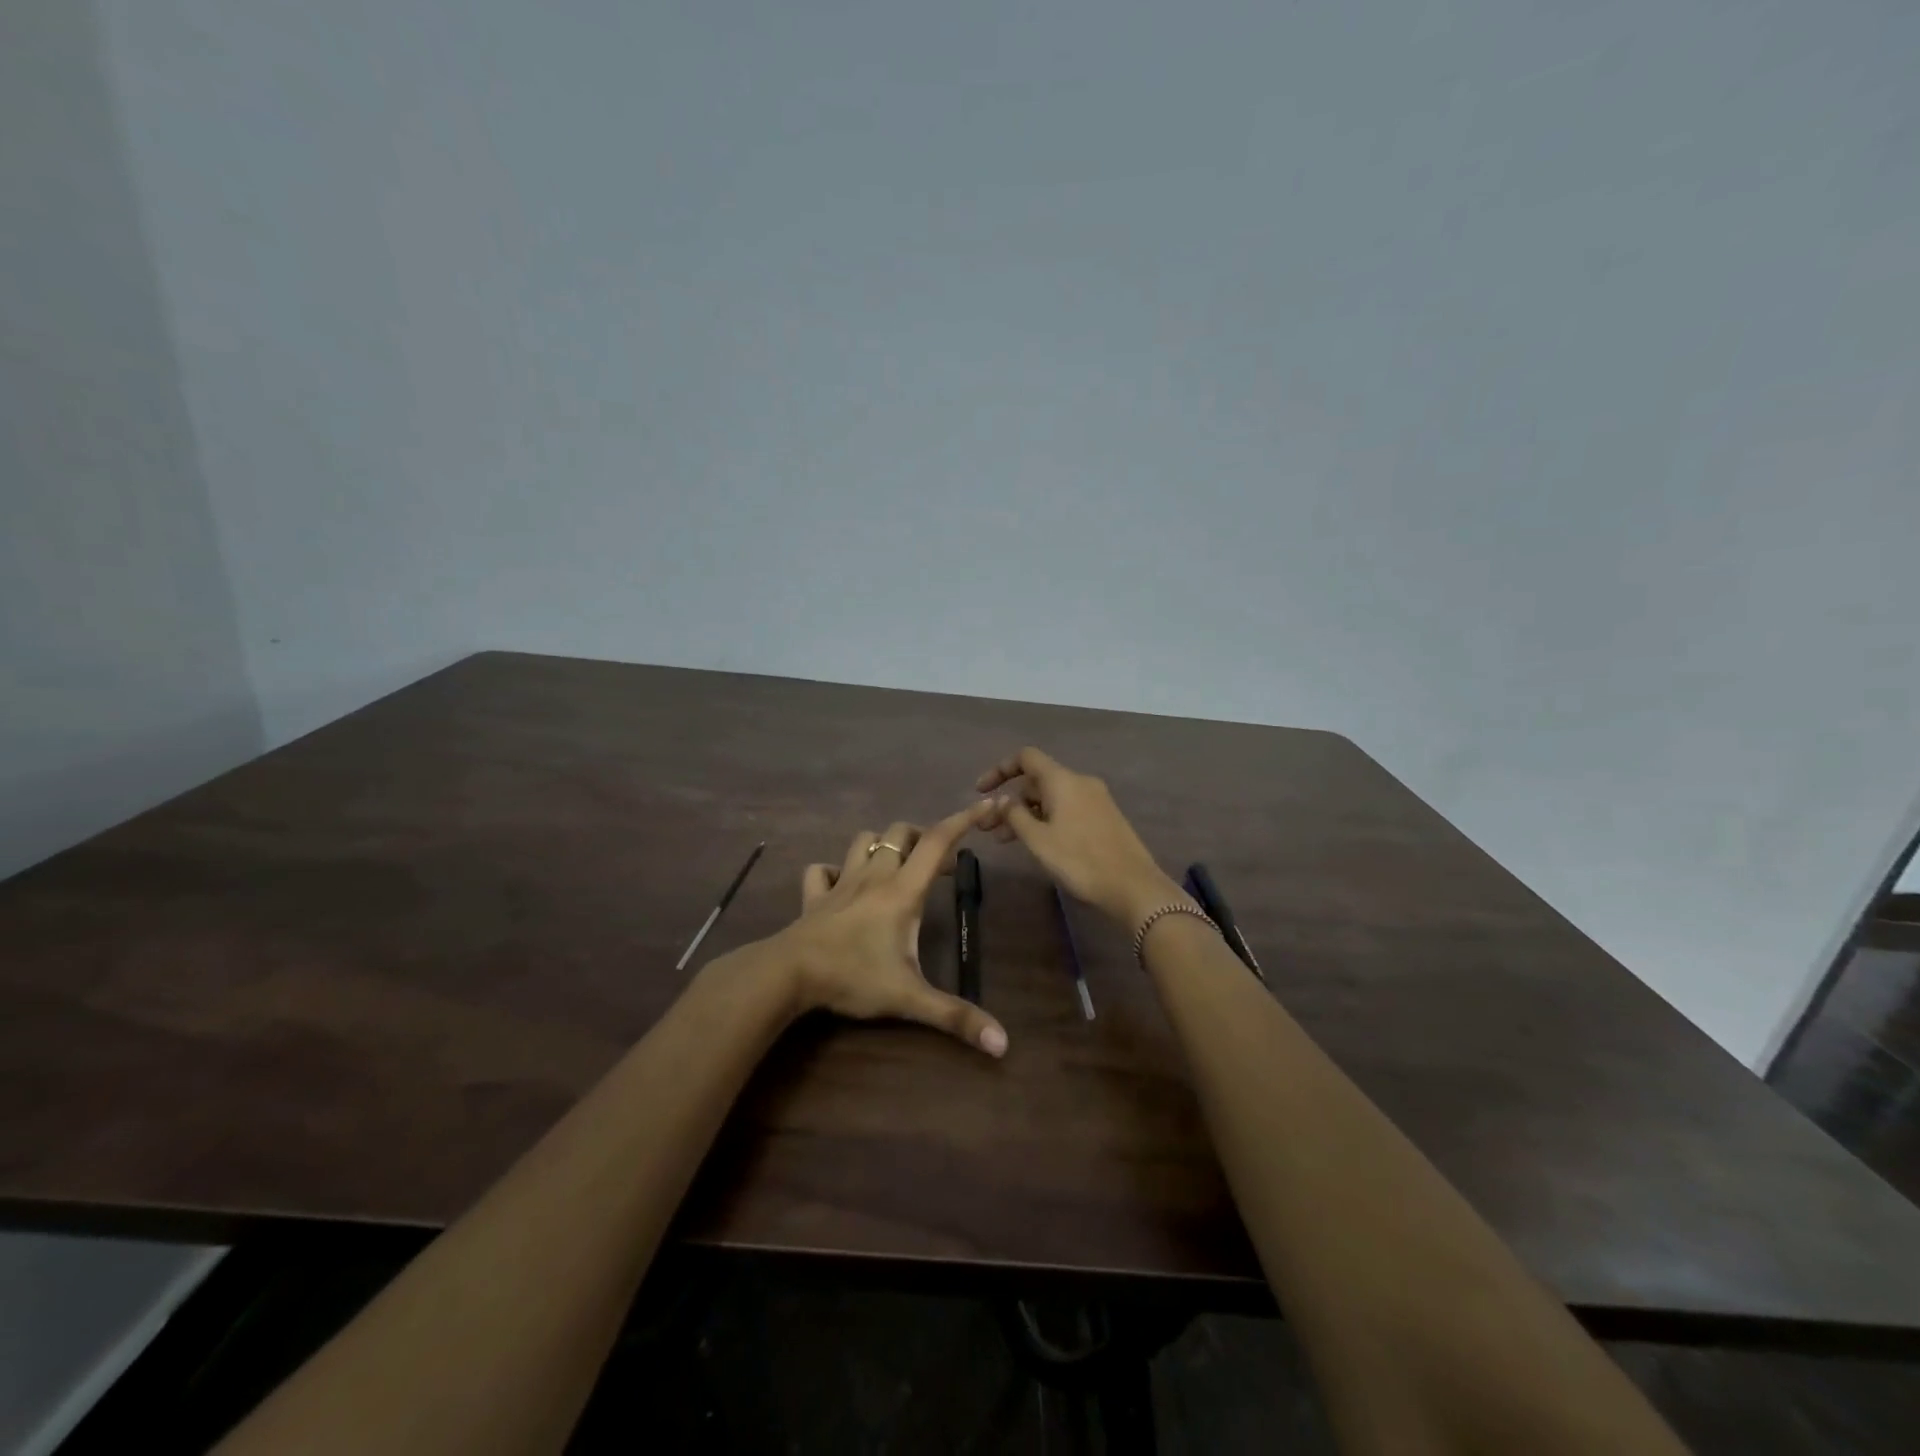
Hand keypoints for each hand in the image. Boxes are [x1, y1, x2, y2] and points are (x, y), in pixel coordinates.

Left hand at [772, 804, 1008, 1057]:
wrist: (788, 974)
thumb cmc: (853, 977)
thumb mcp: (909, 999)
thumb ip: (955, 1017)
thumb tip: (1003, 1043)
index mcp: (902, 891)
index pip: (937, 842)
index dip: (963, 820)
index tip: (984, 807)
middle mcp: (874, 877)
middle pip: (901, 833)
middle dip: (923, 838)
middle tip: (937, 868)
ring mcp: (840, 883)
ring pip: (864, 841)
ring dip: (883, 846)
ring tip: (896, 868)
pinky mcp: (814, 896)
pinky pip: (823, 870)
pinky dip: (835, 871)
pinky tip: (842, 888)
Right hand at [976, 747, 1182, 927]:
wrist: (1133, 887)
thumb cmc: (1080, 860)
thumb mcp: (1038, 840)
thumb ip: (1015, 815)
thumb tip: (1002, 800)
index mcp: (1063, 780)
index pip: (1026, 758)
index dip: (1000, 769)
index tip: (981, 791)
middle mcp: (1080, 782)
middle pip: (1037, 780)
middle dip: (1010, 800)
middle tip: (989, 828)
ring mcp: (1095, 799)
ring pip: (1051, 798)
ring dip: (1026, 813)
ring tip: (1006, 841)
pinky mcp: (1104, 817)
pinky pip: (1067, 808)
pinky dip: (1046, 819)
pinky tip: (1038, 843)